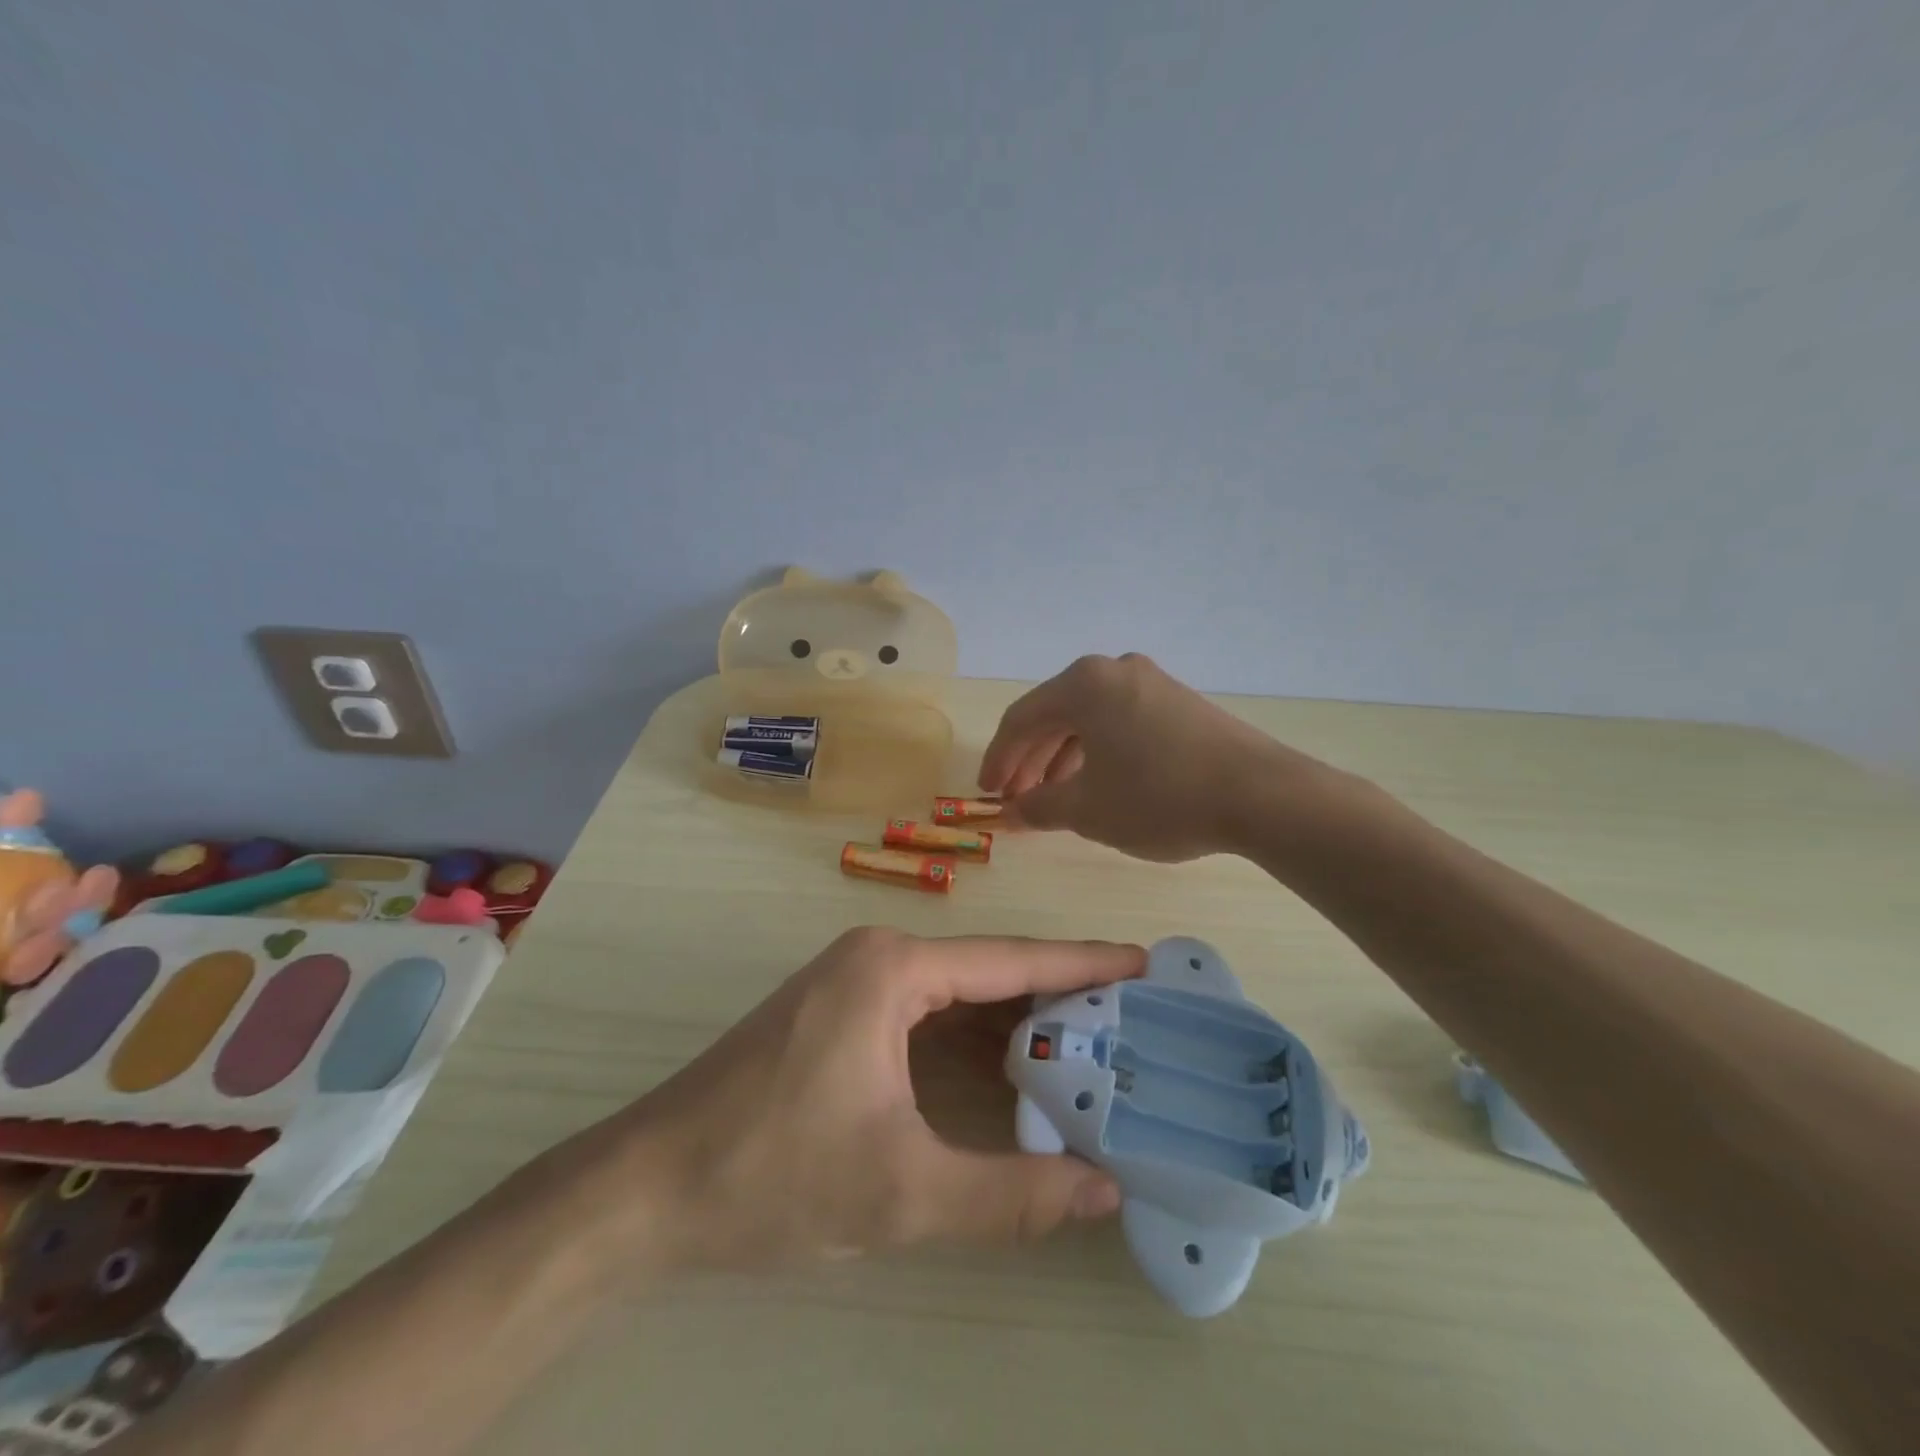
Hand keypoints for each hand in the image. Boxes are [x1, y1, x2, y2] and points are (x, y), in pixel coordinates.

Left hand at [599, 928, 1142, 1271]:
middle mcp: (876, 957)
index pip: (1009, 960)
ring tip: (1090, 1040)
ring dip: (1014, 1018)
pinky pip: (923, 1013)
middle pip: (986, 971)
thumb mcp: (901, 1192)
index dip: (1082, 962)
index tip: (1143, 960)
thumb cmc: (774, 1174)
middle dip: (1057, 994)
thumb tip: (1105, 1189)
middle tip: (1132, 1013)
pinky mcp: (837, 1013)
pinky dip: (971, 1037)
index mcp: (893, 969)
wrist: (649, 1186)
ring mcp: (852, 982)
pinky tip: (1010, 1065)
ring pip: (954, 994)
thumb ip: (1011, 1194)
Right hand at [979, 653, 1344, 861]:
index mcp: (1083, 684)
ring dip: (1064, 758)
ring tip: (1055, 798)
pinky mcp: (1179, 702)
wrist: (1260, 795)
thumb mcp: (1088, 810)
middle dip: (1031, 761)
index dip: (998, 759)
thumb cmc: (1159, 797)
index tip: (988, 794)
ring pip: (1089, 719)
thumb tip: (1012, 813)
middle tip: (1018, 799)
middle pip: (1054, 715)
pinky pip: (1120, 722)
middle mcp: (1114, 670)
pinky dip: (1099, 752)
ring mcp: (1151, 682)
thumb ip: (1040, 808)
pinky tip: (1099, 784)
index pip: (1021, 719)